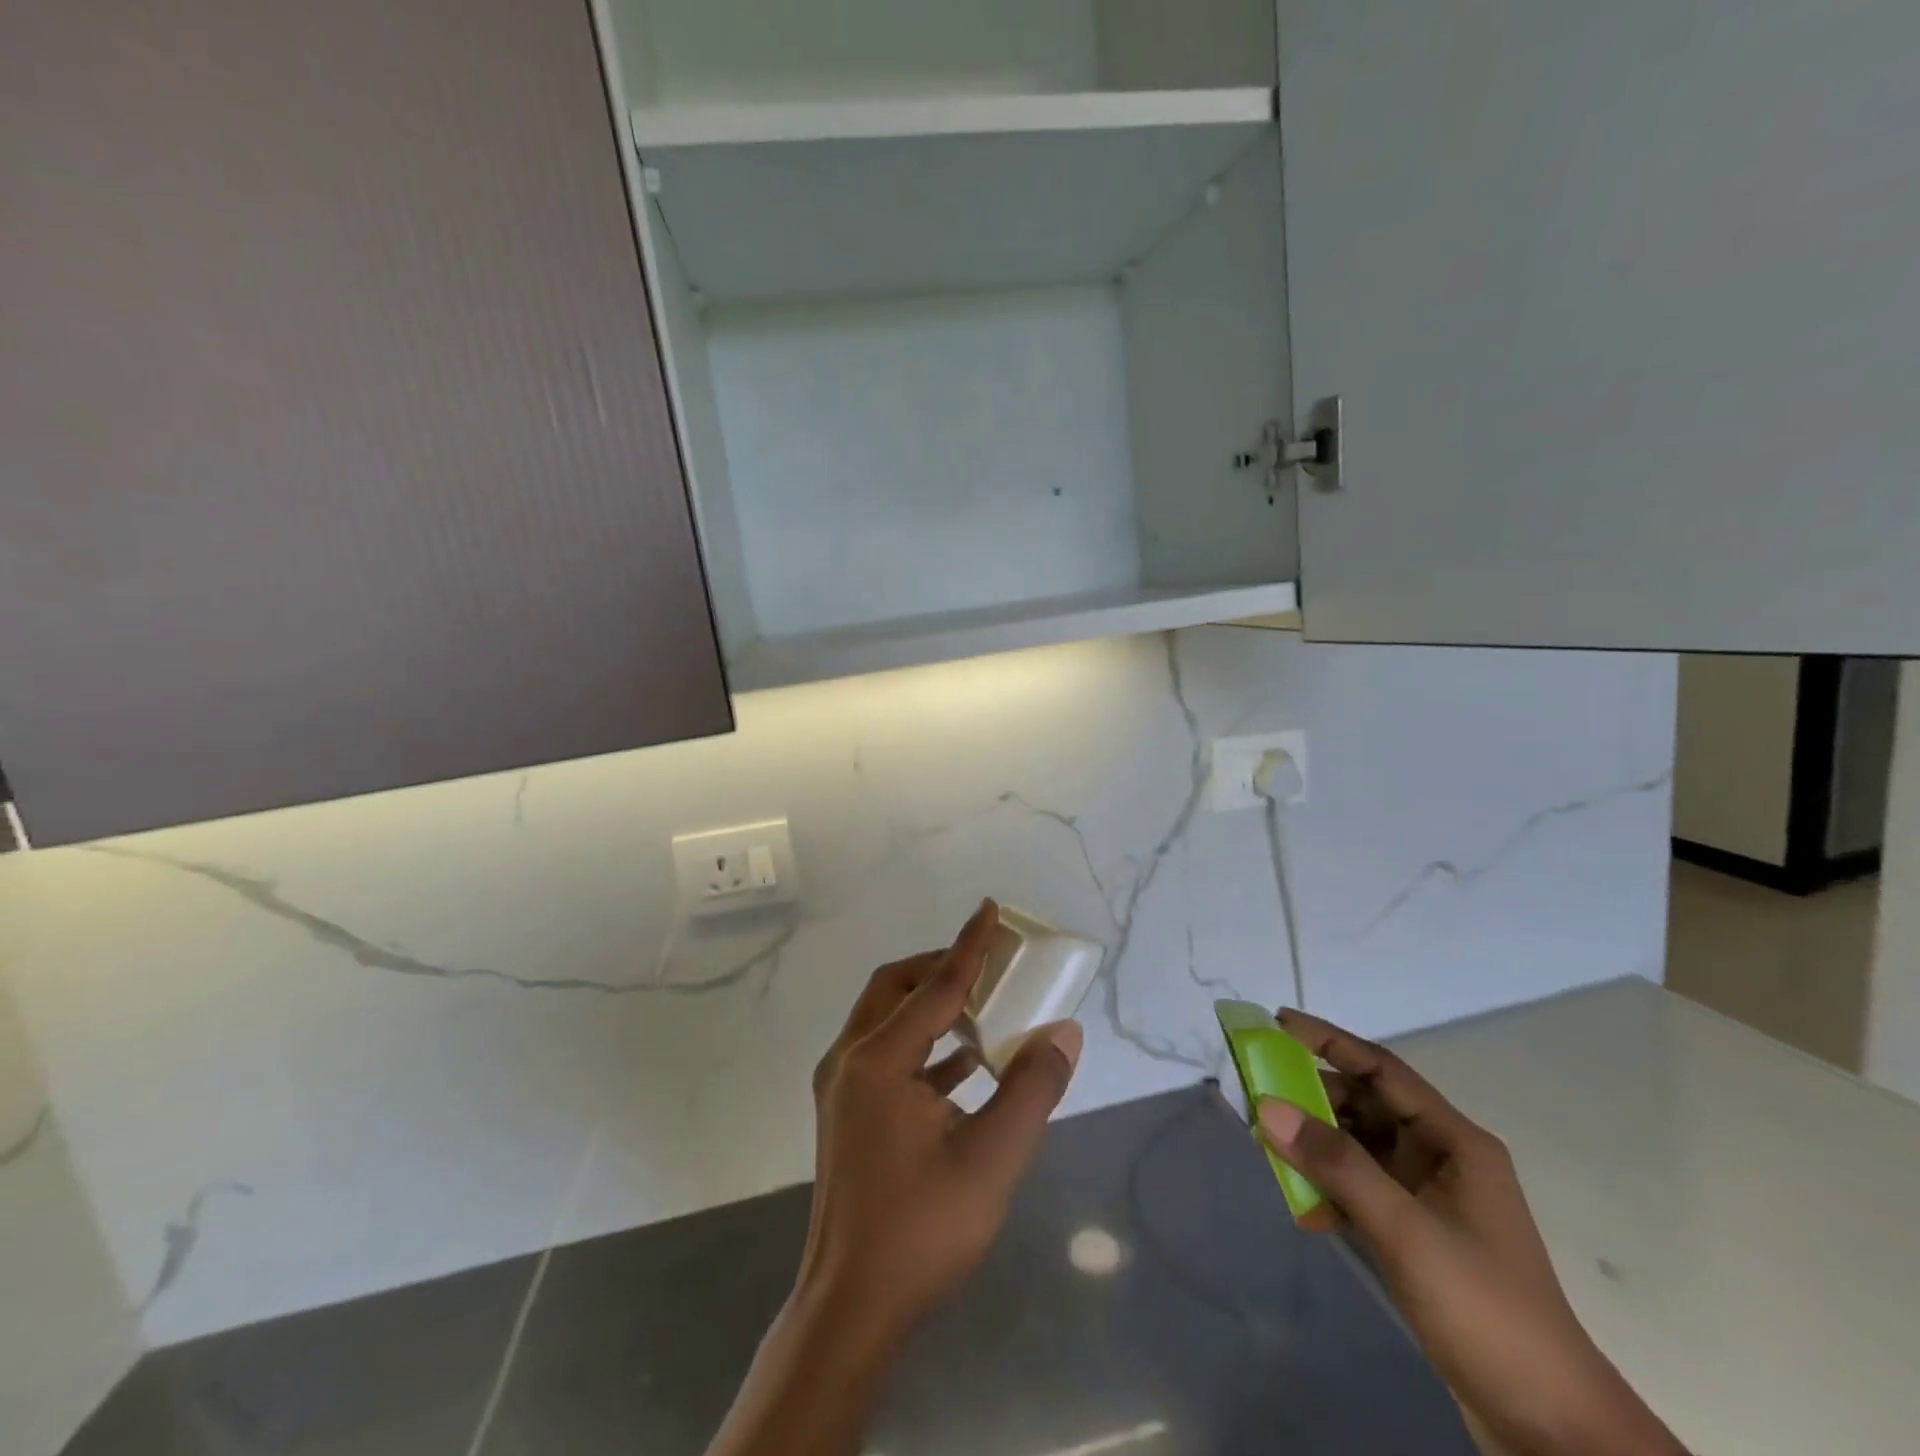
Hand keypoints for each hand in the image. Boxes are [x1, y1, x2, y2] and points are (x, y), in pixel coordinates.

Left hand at [706, 903, 1082, 1455]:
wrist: (850, 1309)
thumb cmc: (922, 1230)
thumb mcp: (993, 1159)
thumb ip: (1032, 1088)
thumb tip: (1064, 1033)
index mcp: (879, 1060)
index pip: (935, 985)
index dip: (969, 946)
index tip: (990, 909)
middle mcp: (850, 1060)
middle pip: (895, 987)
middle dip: (941, 968)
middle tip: (988, 966)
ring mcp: (841, 1087)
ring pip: (886, 1019)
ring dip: (932, 1005)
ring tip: (984, 1008)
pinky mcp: (845, 1112)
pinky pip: (886, 1054)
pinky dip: (924, 1044)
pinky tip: (967, 1063)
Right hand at [1257, 1009, 1685, 1455]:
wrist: (1551, 1428)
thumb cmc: (1484, 1308)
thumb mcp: (1405, 1230)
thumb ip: (1336, 1164)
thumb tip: (1267, 1106)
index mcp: (1454, 1142)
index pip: (1382, 1070)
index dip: (1330, 1041)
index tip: (1278, 1022)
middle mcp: (1441, 1158)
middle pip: (1366, 1106)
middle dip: (1313, 1096)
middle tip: (1259, 1090)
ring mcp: (1430, 1198)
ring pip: (1359, 1147)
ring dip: (1317, 1144)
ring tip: (1270, 1145)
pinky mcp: (1418, 1234)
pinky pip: (1361, 1188)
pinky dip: (1330, 1187)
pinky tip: (1304, 1206)